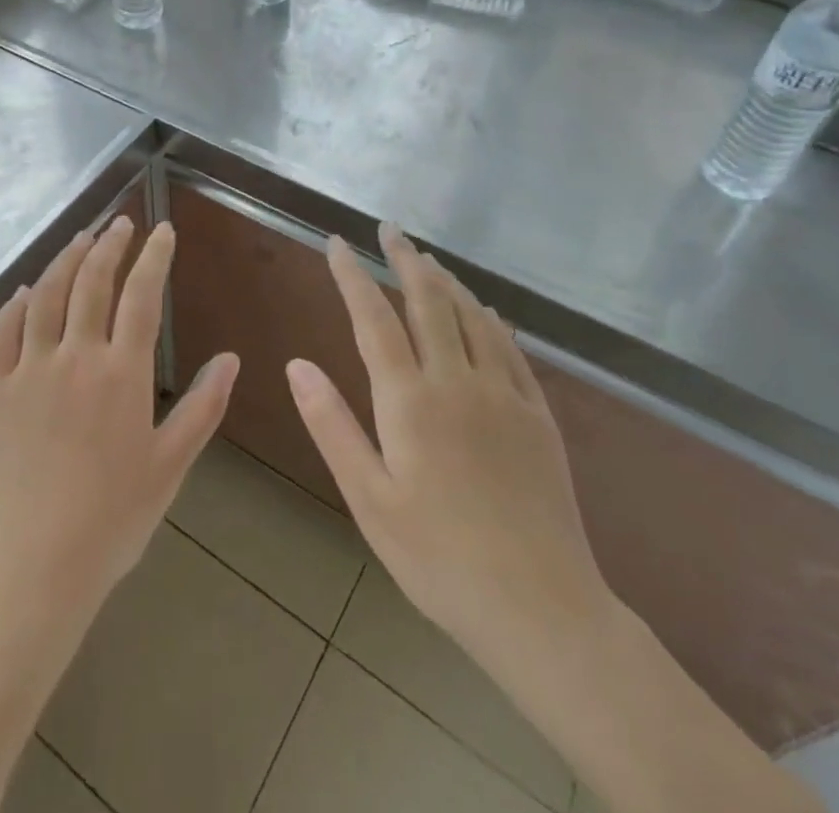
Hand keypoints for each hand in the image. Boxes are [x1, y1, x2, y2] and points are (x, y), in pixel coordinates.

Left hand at [0, 217, 239, 626]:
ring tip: (81, 238)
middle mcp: (74, 357)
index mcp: (121, 374)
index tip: (163, 230)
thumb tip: (230, 357)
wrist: (31, 568)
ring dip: (65, 260)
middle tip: (121, 223)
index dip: (154, 257)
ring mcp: (28, 369)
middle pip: (92, 282)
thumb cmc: (111, 522)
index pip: (141, 296)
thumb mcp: (170, 467)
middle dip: (110, 245)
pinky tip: (24, 291)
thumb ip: (202, 407)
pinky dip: (14, 305)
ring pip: (45, 295)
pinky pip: (1, 332)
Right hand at [287, 223, 611, 675]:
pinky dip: (491, 319)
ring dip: (446, 281)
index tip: (336, 243)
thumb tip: (296, 363)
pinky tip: (485, 310)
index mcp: (409, 400)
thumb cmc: (438, 558)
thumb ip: (332, 425)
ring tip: (427, 258)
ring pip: (471, 317)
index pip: (373, 318)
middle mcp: (457, 382)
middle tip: (389, 229)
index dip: (352, 275)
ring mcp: (503, 395)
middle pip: (427, 302)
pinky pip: (511, 349)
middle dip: (404, 260)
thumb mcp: (369, 499)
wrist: (542, 610)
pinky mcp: (538, 417)